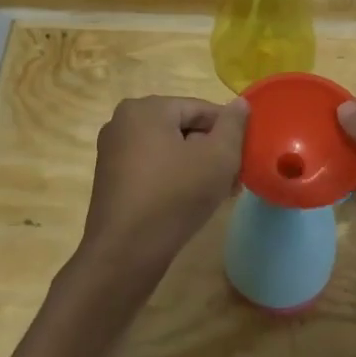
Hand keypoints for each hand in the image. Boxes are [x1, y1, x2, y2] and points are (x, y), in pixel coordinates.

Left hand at [79, 96, 246, 278]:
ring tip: (218, 194)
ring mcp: (113, 151)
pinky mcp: (111, 178)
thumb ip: (233, 125)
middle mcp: (123, 122)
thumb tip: (239, 103)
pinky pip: (153, 167)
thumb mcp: (218, 157)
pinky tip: (191, 201)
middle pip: (184, 129)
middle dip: (212, 152)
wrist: (126, 252)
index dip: (229, 133)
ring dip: (197, 167)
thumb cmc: (175, 196)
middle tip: (233, 180)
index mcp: (146, 108)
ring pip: (170, 150)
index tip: (244, 159)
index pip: (202, 109)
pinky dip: (175, 178)